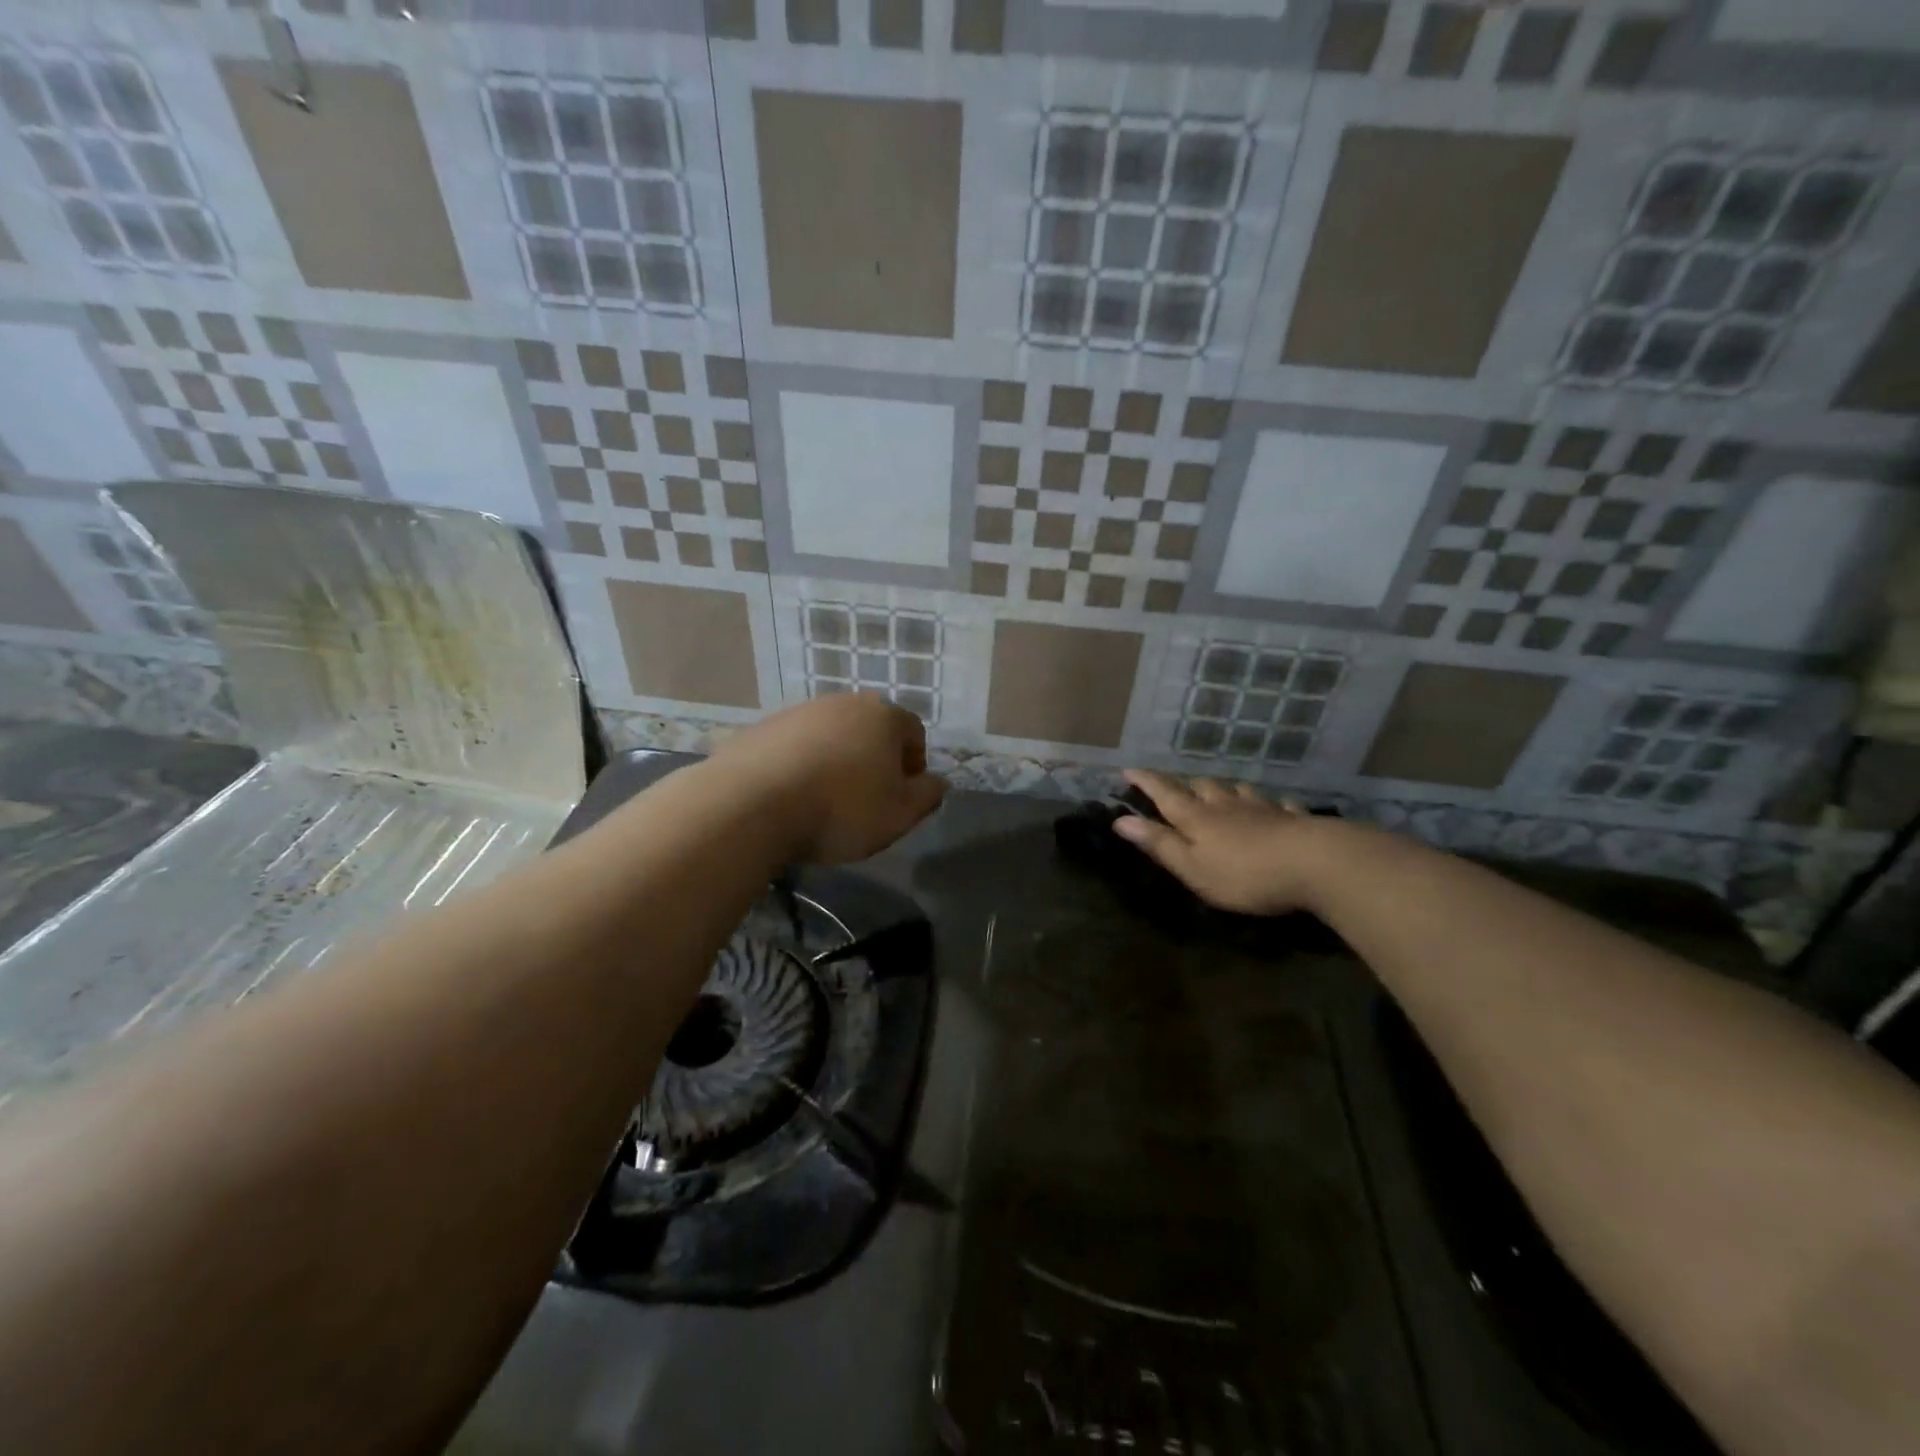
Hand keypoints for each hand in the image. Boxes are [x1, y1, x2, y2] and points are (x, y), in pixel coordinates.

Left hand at [711, 695, 946, 863]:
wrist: (751, 805)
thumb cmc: (840, 810)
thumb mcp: (899, 815)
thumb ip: (927, 796)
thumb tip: (938, 782)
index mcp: (882, 716)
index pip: (913, 732)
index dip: (914, 765)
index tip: (902, 796)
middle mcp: (842, 703)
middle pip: (870, 730)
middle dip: (874, 760)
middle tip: (866, 800)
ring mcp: (798, 712)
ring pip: (830, 736)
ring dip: (835, 760)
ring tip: (824, 800)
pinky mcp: (761, 728)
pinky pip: (793, 746)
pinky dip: (799, 765)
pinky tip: (790, 796)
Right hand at [1114, 770, 1348, 915]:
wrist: (1315, 863)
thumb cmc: (1244, 873)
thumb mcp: (1192, 867)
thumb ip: (1159, 844)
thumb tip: (1121, 820)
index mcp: (1197, 817)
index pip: (1164, 793)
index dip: (1145, 781)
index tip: (1128, 770)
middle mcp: (1226, 805)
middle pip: (1201, 787)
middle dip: (1185, 785)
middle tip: (1177, 789)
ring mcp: (1262, 808)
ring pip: (1238, 790)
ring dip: (1225, 790)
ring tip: (1221, 793)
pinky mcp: (1294, 818)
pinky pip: (1279, 804)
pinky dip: (1271, 803)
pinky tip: (1276, 806)